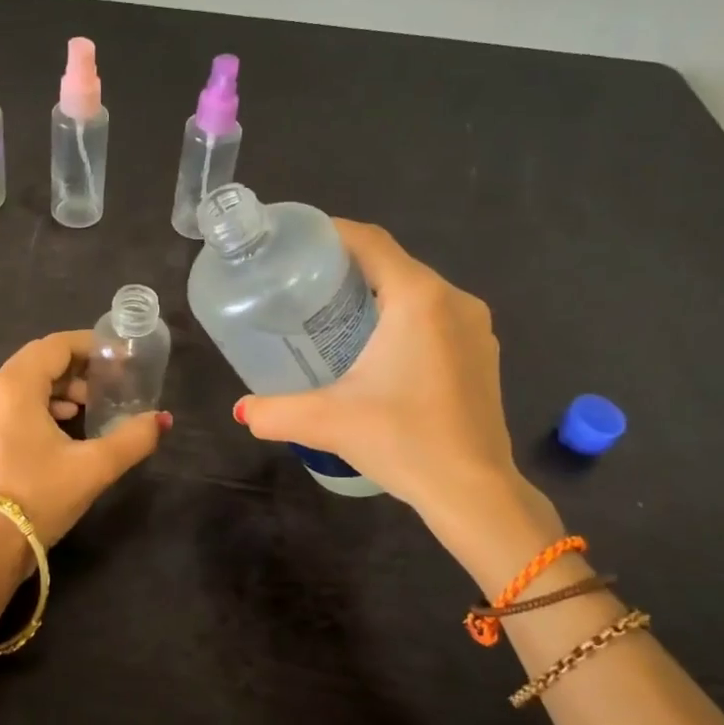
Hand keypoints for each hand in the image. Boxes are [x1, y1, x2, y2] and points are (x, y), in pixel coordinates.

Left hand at [0, 331, 168, 555]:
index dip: (90, 345)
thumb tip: (162, 419)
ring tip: (90, 406)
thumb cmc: (39, 496)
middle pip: (39, 360)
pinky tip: (64, 426)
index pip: (55, 345)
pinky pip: (13, 402)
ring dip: (60, 386)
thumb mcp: (94, 467)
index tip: (120, 357)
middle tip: (109, 383)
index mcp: (15, 386)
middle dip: (77, 367)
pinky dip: (41, 403)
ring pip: (25, 382)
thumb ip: (133, 438)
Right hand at [233, 222, 558, 539]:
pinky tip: (376, 350)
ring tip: (332, 317)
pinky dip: (403, 319)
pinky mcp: (483, 353)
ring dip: (377, 294)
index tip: (294, 243)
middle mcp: (453, 300)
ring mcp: (475, 327)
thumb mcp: (327, 422)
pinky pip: (436, 316)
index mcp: (418, 298)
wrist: (474, 491)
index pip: (370, 241)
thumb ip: (274, 412)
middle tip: (302, 286)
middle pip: (393, 264)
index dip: (330, 233)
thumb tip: (241, 411)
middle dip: (348, 267)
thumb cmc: (403, 441)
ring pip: (416, 291)